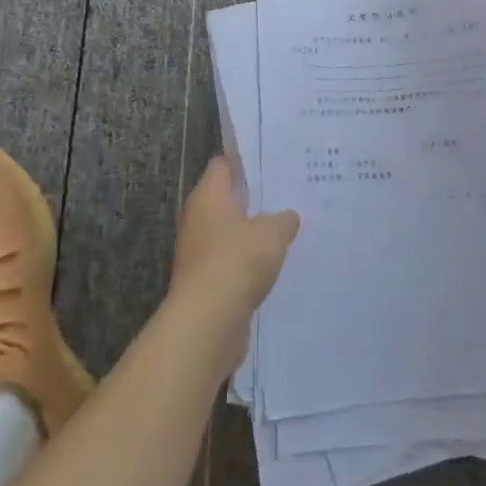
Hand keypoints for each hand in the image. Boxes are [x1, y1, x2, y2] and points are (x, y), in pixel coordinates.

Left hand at [172, 155, 299, 314]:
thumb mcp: (272, 232)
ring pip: (230, 234)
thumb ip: (284, 219)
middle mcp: (197, 219)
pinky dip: (248, 265)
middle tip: (286, 197)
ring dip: (252, 236)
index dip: (246, 162)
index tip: (272, 163)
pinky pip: (231, 264)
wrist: (208, 322)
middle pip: (226, 200)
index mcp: (208, 196)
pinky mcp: (205, 283)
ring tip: (286, 231)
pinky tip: (273, 267)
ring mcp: (198, 253)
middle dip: (254, 200)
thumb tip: (288, 216)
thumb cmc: (237, 260)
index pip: (223, 166)